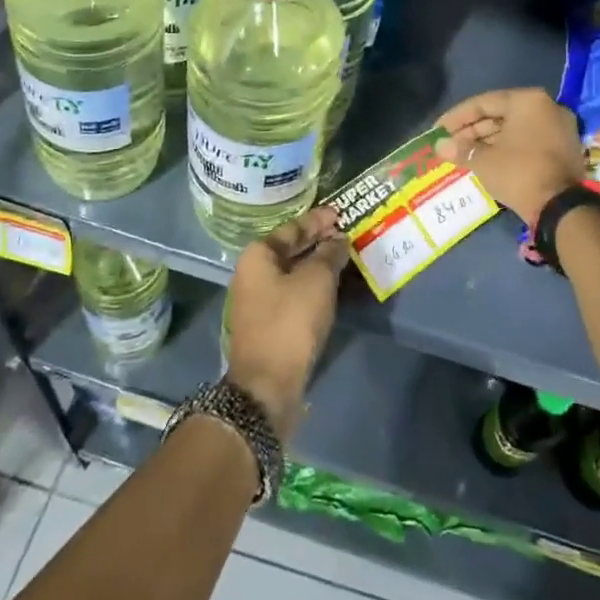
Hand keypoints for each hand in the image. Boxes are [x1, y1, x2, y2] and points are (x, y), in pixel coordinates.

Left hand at [225, 207, 348, 439]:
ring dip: (318, 266)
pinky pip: (295, 294)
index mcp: (258, 256)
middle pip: (290, 249)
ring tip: (346, 258)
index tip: (340, 213)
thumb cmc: (290, 322)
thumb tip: (339, 240)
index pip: (292, 227)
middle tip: (347, 233)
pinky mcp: (269, 324)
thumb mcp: (316, 281)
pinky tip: (334, 287)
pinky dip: (313, 287)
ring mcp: (259, 301)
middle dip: (319, 242)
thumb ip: (329, 255)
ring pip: (294, 273)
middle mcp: (253, 274)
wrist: (267, 386)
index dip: (318, 220)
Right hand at [435, 87, 582, 227]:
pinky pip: (528, 141)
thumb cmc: (519, 173)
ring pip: (514, 129)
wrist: (561, 208)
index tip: (438, 131)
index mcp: (527, 100)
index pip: (483, 103)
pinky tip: (486, 160)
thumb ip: (461, 149)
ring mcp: (559, 128)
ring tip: (463, 154)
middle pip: (500, 114)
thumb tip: (440, 146)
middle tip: (449, 145)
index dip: (456, 117)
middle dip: (472, 130)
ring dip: (488, 140)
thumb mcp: (484, 160)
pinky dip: (507, 148)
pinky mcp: (564, 148)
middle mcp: (547, 107)